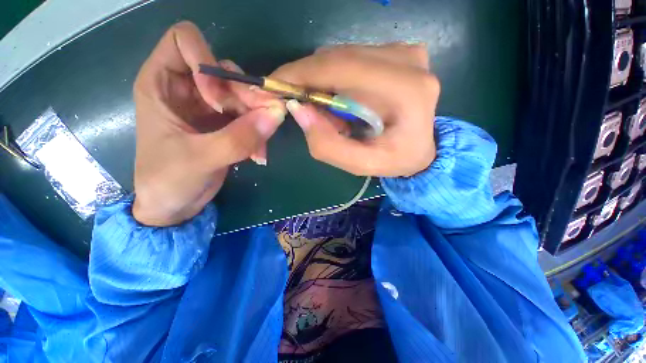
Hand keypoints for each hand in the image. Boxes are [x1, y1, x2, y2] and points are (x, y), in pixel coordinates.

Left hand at [132, 22, 284, 225]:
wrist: (174, 205)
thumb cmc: (169, 180)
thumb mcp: (200, 158)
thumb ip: (239, 137)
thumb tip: (277, 113)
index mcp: (162, 84)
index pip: (184, 41)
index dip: (207, 63)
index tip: (219, 102)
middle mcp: (186, 88)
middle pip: (226, 73)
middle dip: (248, 98)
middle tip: (265, 124)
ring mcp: (208, 107)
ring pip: (243, 96)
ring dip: (258, 119)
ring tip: (259, 148)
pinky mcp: (225, 124)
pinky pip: (250, 117)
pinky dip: (258, 133)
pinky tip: (257, 155)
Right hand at [271, 44, 439, 176]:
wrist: (421, 147)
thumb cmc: (395, 160)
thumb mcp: (360, 164)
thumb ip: (327, 144)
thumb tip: (297, 109)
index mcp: (406, 91)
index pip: (342, 68)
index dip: (303, 74)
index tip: (275, 84)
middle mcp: (409, 61)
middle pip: (339, 58)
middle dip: (311, 82)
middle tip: (305, 110)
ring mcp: (405, 52)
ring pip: (342, 57)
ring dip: (325, 84)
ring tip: (332, 114)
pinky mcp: (398, 52)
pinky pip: (352, 58)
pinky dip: (338, 80)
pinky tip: (345, 102)